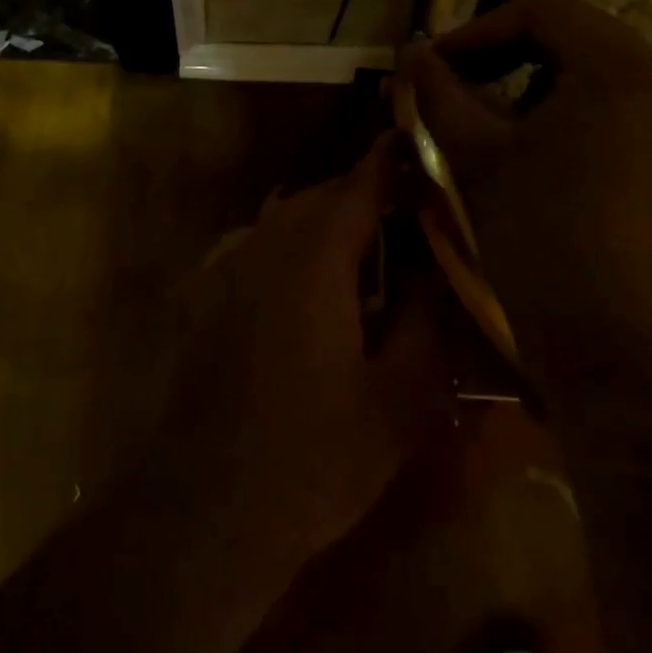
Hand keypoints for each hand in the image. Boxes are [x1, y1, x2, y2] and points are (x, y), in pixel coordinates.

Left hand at [154, 134, 451, 567]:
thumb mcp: (398, 402)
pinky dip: (297, 249)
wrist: (203, 507)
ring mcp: (228, 269)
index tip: (425, 145)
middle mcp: (264, 246)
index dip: (394, 160)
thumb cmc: (310, 459)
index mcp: (312, 258)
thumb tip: (447, 274)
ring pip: (289, 221)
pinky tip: (319, 295)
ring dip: (331, 224)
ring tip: (374, 257)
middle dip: (368, 197)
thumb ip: (430, 326)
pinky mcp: (208, 296)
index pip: (360, 184)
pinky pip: (262, 248)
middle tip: (414, 221)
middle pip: (322, 197)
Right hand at [398, 0, 651, 362]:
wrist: (611, 343)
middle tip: (452, 84)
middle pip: (570, 36)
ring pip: (586, 78)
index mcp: (614, 71)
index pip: (543, 9)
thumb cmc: (540, 234)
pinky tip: (519, 156)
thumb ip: (440, 94)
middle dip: (501, 53)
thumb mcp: (476, 156)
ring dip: (525, 84)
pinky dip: (554, 116)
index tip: (433, 67)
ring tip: (479, 120)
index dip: (478, 29)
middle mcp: (651, 90)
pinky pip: (602, 116)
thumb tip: (412, 55)